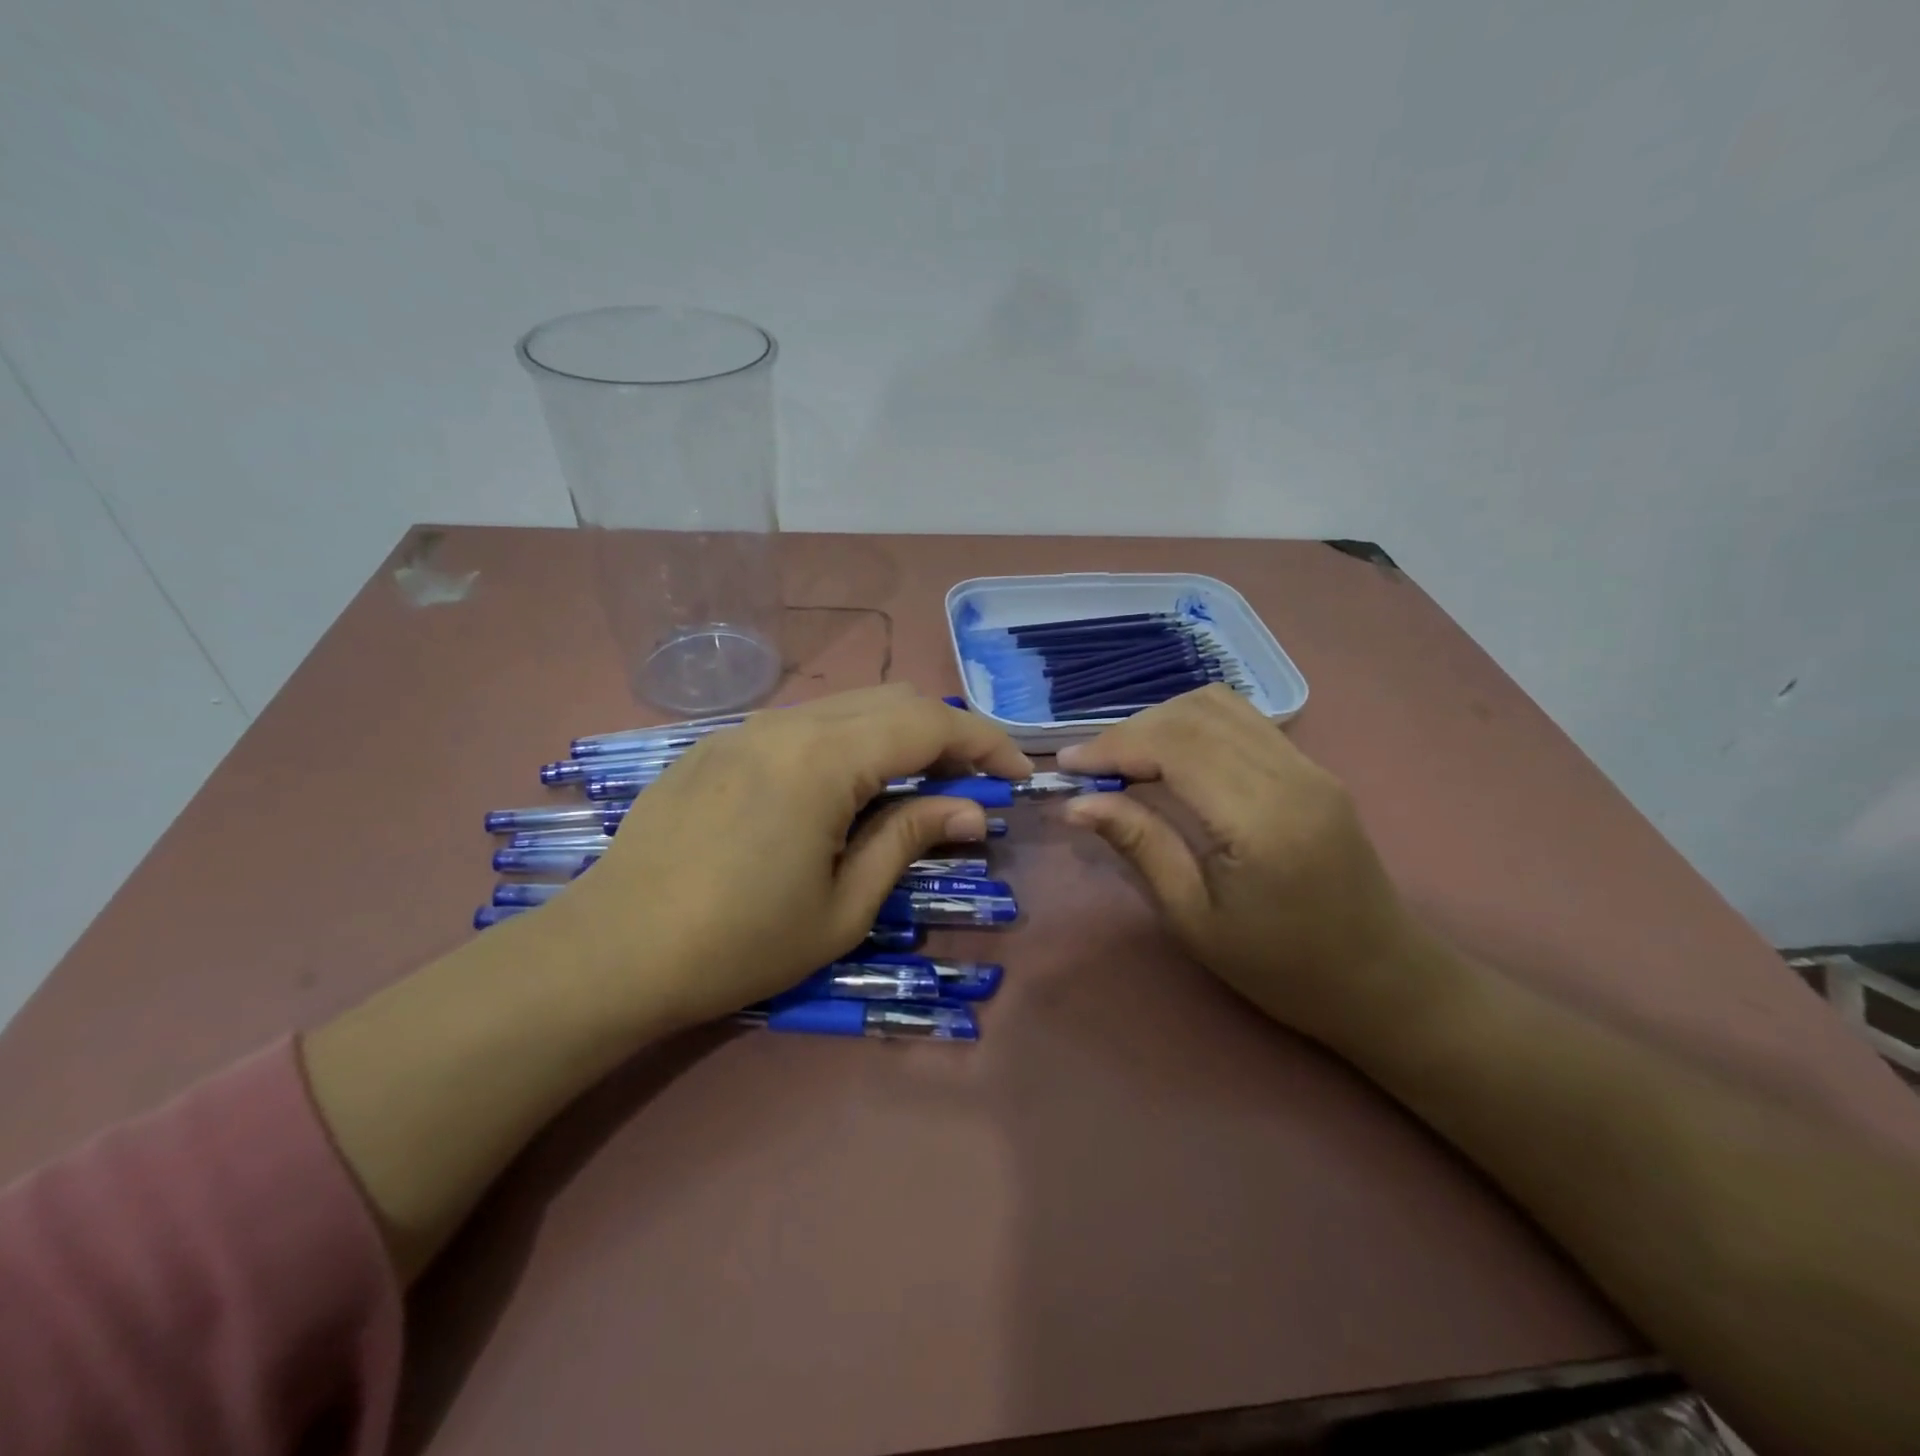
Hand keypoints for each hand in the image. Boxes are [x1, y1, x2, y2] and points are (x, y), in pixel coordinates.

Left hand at [540, 685, 1032, 1030]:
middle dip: (946, 732)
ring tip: (918, 784)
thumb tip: (968, 812)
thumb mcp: (842, 907)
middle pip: (891, 700)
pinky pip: (801, 726)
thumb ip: (908, 841)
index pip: (928, 723)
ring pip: (845, 707)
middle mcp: (785, 724)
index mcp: (822, 759)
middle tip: (972, 782)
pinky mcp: (715, 746)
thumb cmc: (737, 944)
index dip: (985, 742)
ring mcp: (744, 729)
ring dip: (896, 734)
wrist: (610, 953)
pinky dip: (846, 741)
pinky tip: (844, 788)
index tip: (1017, 776)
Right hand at [1056, 685, 1423, 1051]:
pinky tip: (1171, 757)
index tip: (1068, 766)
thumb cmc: (1280, 967)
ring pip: (1220, 705)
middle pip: (1194, 714)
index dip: (1114, 746)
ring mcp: (1308, 766)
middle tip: (1091, 768)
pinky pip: (1243, 721)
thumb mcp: (1194, 919)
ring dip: (1162, 721)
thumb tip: (1077, 804)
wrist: (1380, 982)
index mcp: (1261, 820)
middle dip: (1130, 731)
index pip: (1175, 746)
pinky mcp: (1312, 769)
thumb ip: (1140, 846)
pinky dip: (1193, 725)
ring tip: (1125, 760)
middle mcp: (1290, 776)